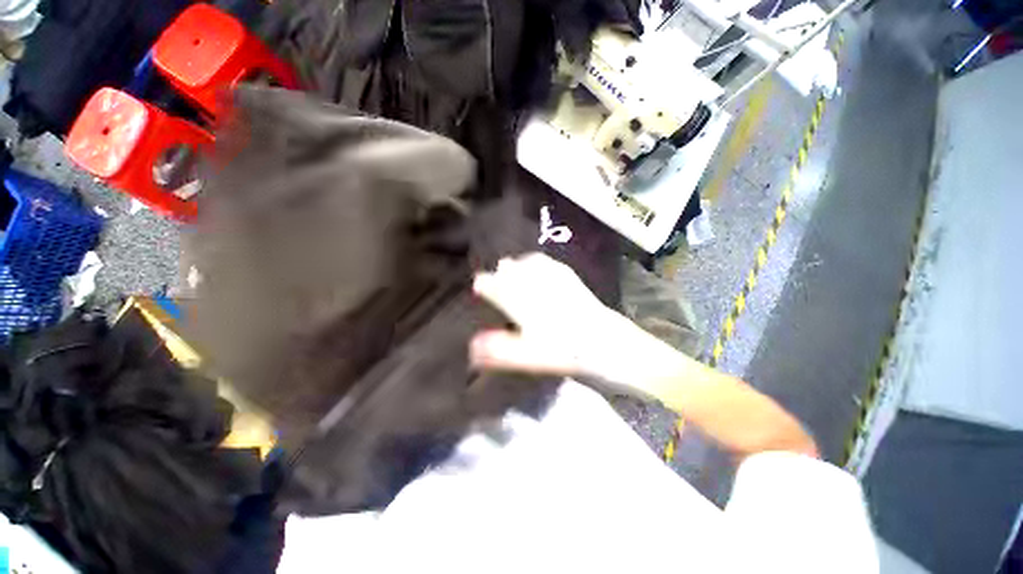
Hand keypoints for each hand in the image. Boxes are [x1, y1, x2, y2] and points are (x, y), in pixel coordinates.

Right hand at [471, 253, 679, 398]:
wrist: (609, 343)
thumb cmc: (567, 352)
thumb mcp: (531, 356)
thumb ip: (500, 350)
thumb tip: (472, 345)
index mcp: (524, 301)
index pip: (498, 287)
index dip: (486, 285)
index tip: (477, 285)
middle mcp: (537, 285)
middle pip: (513, 272)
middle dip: (501, 273)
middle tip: (493, 277)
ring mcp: (557, 280)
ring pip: (531, 265)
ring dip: (518, 265)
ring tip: (510, 267)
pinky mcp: (572, 281)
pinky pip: (551, 265)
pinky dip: (539, 263)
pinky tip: (537, 264)